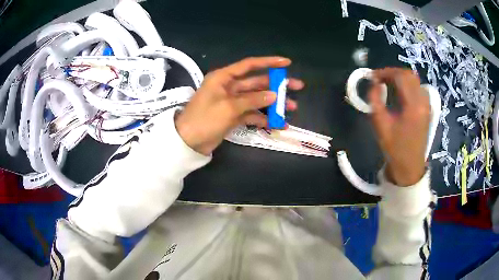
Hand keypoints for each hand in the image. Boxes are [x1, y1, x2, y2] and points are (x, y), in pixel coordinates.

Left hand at [175, 57, 303, 154]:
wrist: (189, 142)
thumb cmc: (204, 119)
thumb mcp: (228, 107)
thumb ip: (252, 100)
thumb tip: (274, 95)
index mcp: (224, 77)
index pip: (249, 65)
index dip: (268, 62)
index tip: (286, 63)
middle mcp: (229, 86)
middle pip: (257, 82)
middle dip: (277, 85)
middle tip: (297, 87)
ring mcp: (233, 102)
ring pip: (257, 98)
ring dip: (273, 103)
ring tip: (291, 107)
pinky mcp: (234, 115)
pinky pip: (252, 113)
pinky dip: (264, 118)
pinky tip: (278, 124)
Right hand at [368, 68, 429, 186]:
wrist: (410, 167)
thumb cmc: (395, 149)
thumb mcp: (380, 126)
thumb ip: (375, 101)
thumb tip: (375, 84)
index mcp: (413, 106)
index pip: (400, 77)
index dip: (385, 72)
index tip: (373, 77)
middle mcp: (423, 101)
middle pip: (409, 75)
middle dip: (393, 72)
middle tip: (380, 79)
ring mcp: (427, 105)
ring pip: (414, 80)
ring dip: (400, 77)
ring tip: (388, 84)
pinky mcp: (427, 109)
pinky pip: (418, 88)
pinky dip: (407, 85)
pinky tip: (399, 92)